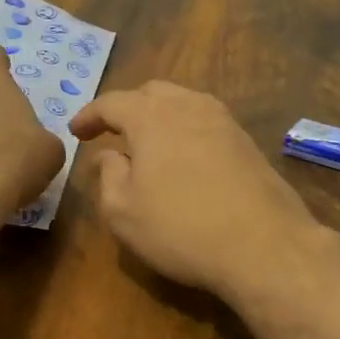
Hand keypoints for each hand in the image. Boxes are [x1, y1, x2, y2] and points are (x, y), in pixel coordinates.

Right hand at [69, 82, 322, 301]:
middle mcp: (189, 106)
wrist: (264, 245)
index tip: (76, 132)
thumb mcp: (123, 212)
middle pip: (151, 93)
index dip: (89, 116)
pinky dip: (186, 131)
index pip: (112, 103)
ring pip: (183, 103)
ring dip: (160, 117)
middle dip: (128, 109)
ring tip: (148, 145)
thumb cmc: (181, 228)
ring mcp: (224, 121)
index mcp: (151, 116)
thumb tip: (109, 155)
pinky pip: (206, 122)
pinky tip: (184, 159)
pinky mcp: (247, 141)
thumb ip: (108, 176)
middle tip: (113, 134)